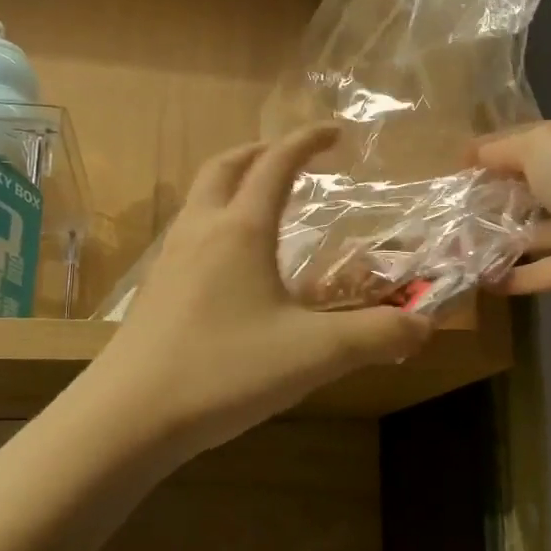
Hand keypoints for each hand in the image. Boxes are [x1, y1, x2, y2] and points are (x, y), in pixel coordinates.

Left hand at [91, 125, 432, 456]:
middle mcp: (201, 231)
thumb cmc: (224, 371)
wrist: (128, 417)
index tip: (335, 133)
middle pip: (226, 166)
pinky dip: (216, 222)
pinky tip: (230, 265)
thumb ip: (376, 336)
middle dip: (261, 152)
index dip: (307, 142)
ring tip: (262, 204)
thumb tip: (423, 326)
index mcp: (241, 230)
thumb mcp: (314, 354)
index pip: (276, 164)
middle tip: (290, 158)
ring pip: (200, 198)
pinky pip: (188, 233)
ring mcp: (170, 259)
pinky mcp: (155, 291)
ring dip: (232, 184)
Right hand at [474, 116, 550, 307]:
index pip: (544, 137)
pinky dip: (516, 274)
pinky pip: (546, 269)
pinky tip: (481, 277)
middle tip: (459, 205)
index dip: (503, 148)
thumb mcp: (540, 144)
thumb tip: (473, 153)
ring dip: (504, 237)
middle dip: (502, 194)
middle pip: (543, 185)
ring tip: (460, 244)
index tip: (464, 163)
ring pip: (543, 229)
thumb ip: (502, 148)